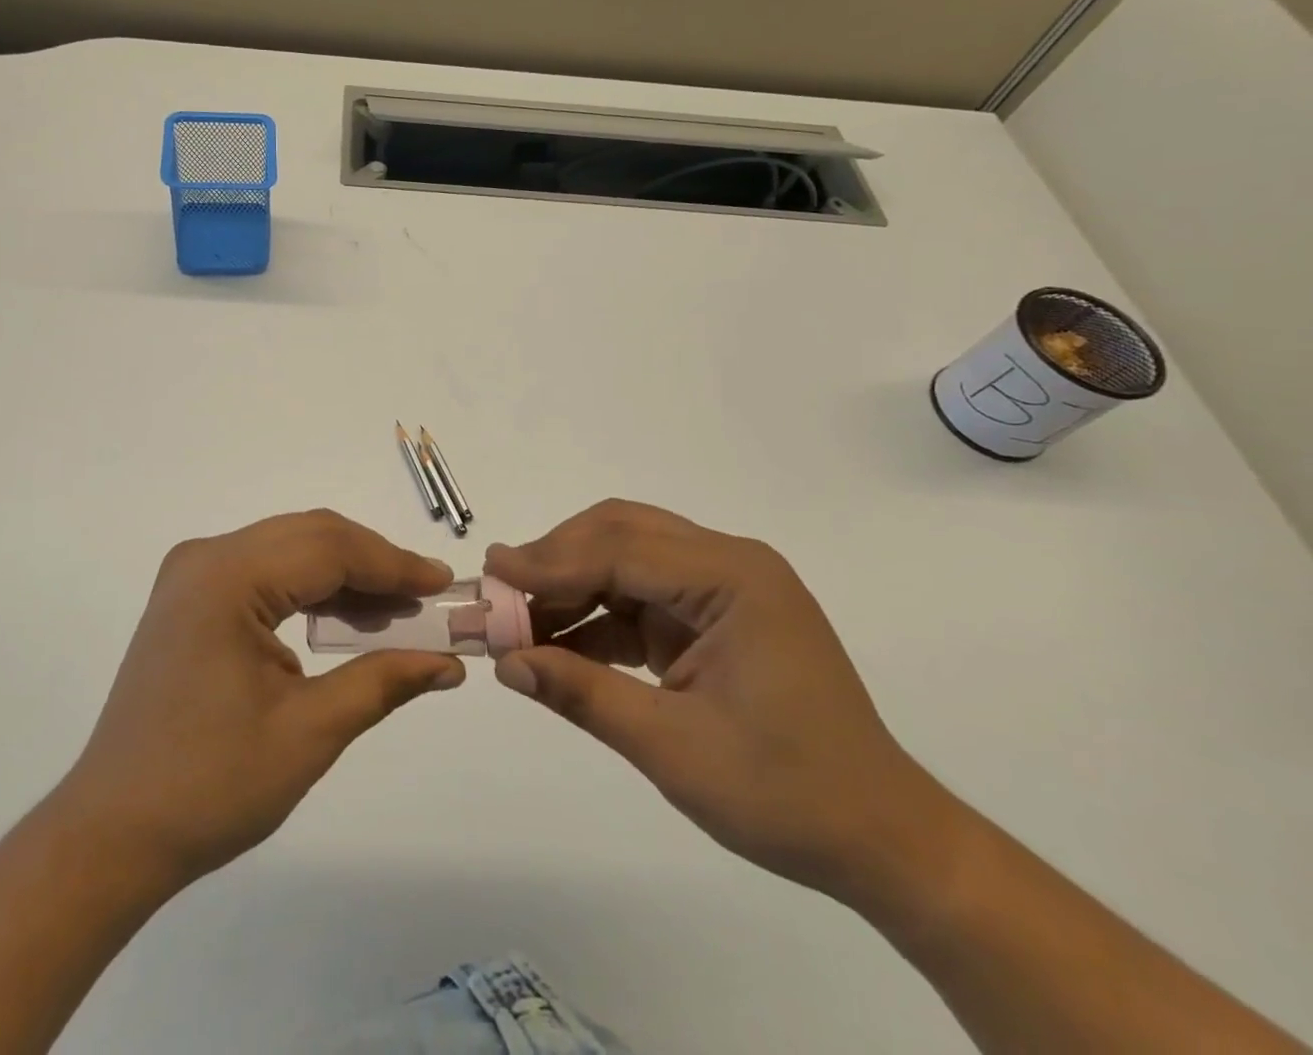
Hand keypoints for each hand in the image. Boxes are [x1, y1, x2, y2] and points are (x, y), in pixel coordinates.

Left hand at [52, 510, 463, 891]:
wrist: (113, 833)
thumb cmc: (210, 786)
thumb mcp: (308, 733)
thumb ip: (383, 681)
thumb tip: (449, 663)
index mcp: (227, 577)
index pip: (329, 548)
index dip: (393, 564)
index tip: (444, 584)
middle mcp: (205, 558)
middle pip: (309, 536)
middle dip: (373, 563)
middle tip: (427, 598)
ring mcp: (192, 574)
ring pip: (288, 549)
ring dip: (344, 574)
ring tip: (396, 612)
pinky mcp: (190, 598)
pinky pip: (265, 571)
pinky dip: (309, 588)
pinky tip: (344, 617)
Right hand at [486, 500, 954, 904]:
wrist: (882, 842)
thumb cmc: (787, 794)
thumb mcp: (672, 748)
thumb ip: (582, 694)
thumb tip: (505, 662)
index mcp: (734, 577)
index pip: (622, 549)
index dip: (550, 562)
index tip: (492, 577)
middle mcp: (729, 564)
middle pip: (622, 533)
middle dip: (556, 560)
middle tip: (501, 590)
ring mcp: (723, 588)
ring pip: (625, 558)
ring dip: (570, 585)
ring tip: (518, 618)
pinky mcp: (713, 616)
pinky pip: (639, 596)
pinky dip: (596, 615)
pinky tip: (557, 641)